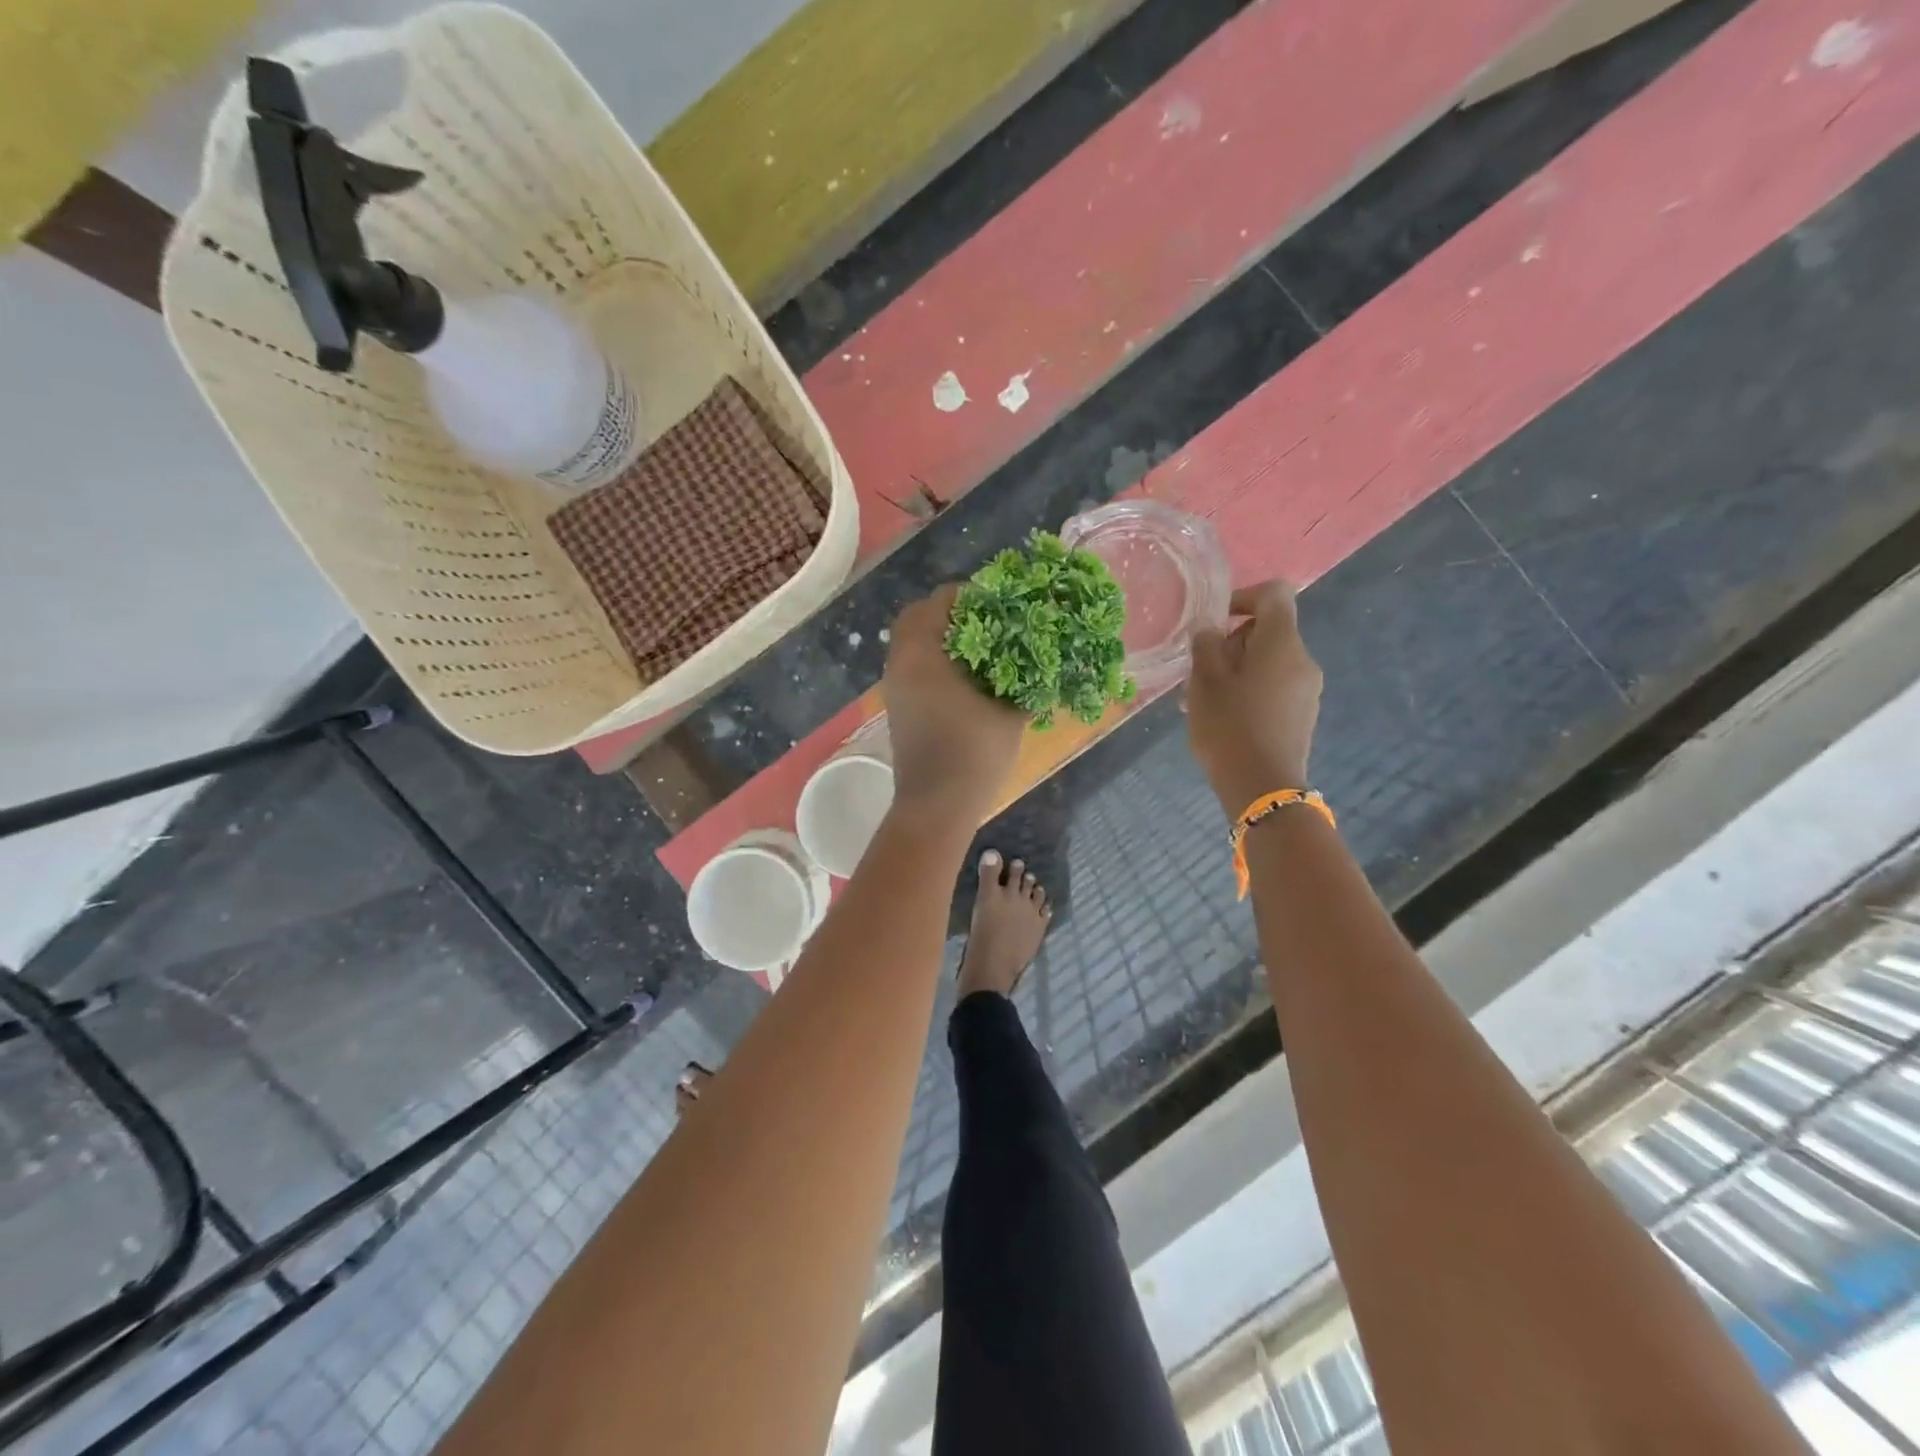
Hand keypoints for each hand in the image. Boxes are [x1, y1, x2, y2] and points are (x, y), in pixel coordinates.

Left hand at [881, 585, 1026, 824]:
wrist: (937, 806)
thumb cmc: (973, 752)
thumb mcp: (1009, 712)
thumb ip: (1025, 680)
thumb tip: (1043, 662)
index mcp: (923, 652)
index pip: (940, 600)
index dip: (971, 595)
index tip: (1000, 604)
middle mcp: (900, 663)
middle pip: (917, 617)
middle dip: (950, 613)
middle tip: (986, 622)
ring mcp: (895, 687)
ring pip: (912, 644)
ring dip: (941, 638)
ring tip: (981, 650)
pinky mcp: (899, 708)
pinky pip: (912, 667)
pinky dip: (934, 662)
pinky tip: (967, 679)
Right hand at [1187, 581, 1323, 816]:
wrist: (1263, 787)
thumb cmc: (1229, 726)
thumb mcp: (1204, 682)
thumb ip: (1205, 646)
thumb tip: (1210, 629)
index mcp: (1281, 643)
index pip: (1274, 594)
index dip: (1244, 596)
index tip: (1215, 621)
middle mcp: (1303, 659)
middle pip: (1269, 631)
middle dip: (1232, 642)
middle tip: (1199, 670)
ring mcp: (1308, 689)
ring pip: (1269, 662)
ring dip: (1237, 670)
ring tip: (1204, 699)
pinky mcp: (1303, 714)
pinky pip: (1275, 687)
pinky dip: (1250, 690)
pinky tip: (1225, 718)